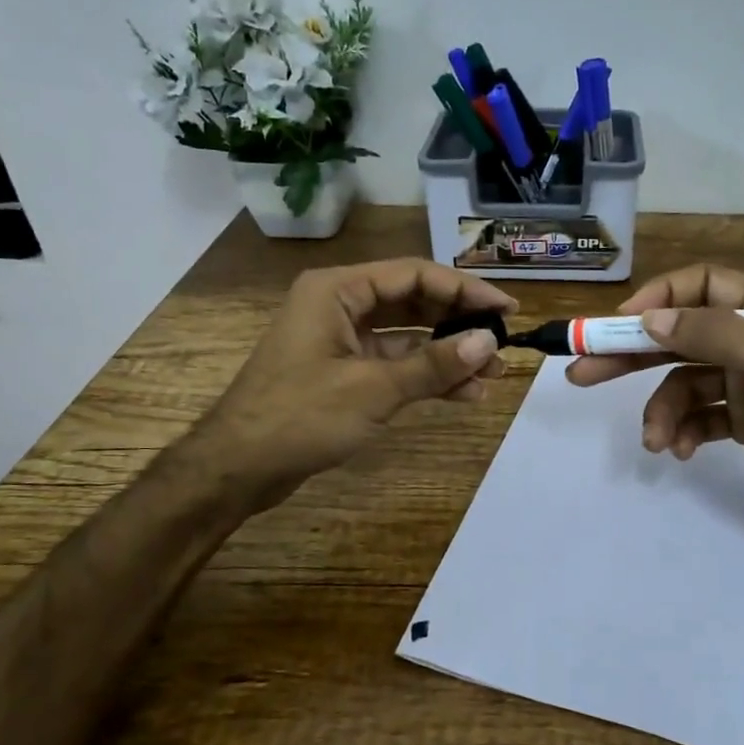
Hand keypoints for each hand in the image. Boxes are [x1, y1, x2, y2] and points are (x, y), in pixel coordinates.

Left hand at [197, 259, 512, 512]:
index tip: (507, 310)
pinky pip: (395, 364)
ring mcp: (341, 340)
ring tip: (493, 375)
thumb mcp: (372, 389)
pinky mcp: (344, 373)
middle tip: (504, 343)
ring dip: (448, 354)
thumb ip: (432, 364)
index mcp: (338, 290)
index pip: (415, 275)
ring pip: (408, 336)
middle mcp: (340, 305)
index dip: (466, 290)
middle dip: (459, 324)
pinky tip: (463, 393)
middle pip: (414, 302)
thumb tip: (487, 342)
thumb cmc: (299, 418)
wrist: (236, 469)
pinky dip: (426, 377)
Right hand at [567, 264, 743, 548]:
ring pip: (681, 380)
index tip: (619, 326)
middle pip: (680, 332)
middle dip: (633, 354)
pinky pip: (695, 414)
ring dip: (661, 409)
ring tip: (655, 441)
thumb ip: (718, 335)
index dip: (658, 298)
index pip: (703, 284)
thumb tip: (652, 318)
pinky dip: (682, 430)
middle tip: (582, 372)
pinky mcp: (742, 419)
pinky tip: (680, 451)